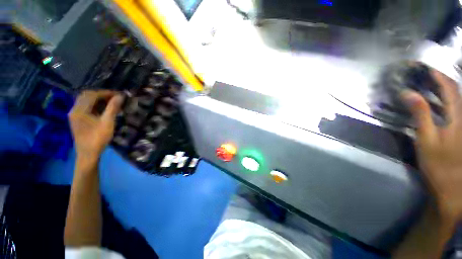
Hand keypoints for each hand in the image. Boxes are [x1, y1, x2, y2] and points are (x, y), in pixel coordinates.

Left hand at [69, 91, 123, 159]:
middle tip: (115, 98)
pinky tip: (103, 109)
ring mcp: (74, 114)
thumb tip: (120, 96)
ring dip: (98, 99)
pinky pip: (85, 106)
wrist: (88, 154)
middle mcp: (74, 109)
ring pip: (85, 100)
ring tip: (111, 102)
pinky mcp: (77, 119)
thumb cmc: (98, 138)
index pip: (92, 95)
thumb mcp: (107, 123)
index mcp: (79, 110)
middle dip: (102, 94)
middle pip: (87, 95)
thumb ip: (113, 108)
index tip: (120, 94)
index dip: (107, 93)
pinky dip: (95, 104)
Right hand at [403, 70, 461, 223]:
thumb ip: (420, 115)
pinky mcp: (461, 130)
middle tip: (424, 74)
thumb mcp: (426, 140)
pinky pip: (456, 108)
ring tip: (429, 83)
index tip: (424, 68)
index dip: (437, 75)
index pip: (449, 88)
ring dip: (444, 88)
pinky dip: (447, 100)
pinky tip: (437, 100)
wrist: (452, 187)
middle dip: (441, 79)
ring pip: (458, 98)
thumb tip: (408, 94)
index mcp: (457, 117)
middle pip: (456, 90)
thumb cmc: (438, 165)